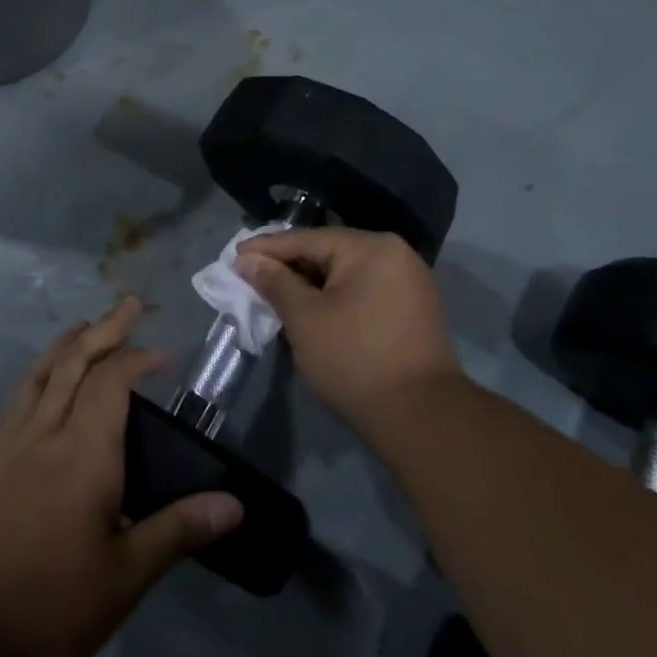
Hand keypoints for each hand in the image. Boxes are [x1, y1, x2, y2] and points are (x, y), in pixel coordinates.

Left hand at [0, 297, 243, 656]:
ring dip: (69, 343)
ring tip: (88, 326)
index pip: (113, 382)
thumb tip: (234, 504)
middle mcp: (49, 433)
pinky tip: (44, 379)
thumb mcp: (125, 577)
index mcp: (86, 452)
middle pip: (76, 362)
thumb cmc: (50, 604)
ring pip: (43, 373)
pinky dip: (39, 372)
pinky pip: (19, 397)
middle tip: (130, 305)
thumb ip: (178, 531)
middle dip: (106, 330)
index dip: (138, 359)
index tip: (165, 356)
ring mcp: (16, 444)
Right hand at [237, 227, 463, 433]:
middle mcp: (394, 254)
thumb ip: (275, 283)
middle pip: (328, 252)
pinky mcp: (411, 309)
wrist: (421, 417)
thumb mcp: (305, 318)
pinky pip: (362, 290)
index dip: (267, 248)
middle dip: (289, 266)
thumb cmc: (355, 359)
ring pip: (345, 273)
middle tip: (252, 274)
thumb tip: (248, 259)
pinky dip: (334, 297)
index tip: (235, 255)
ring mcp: (408, 282)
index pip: (307, 239)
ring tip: (275, 292)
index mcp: (370, 247)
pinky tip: (311, 309)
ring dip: (310, 283)